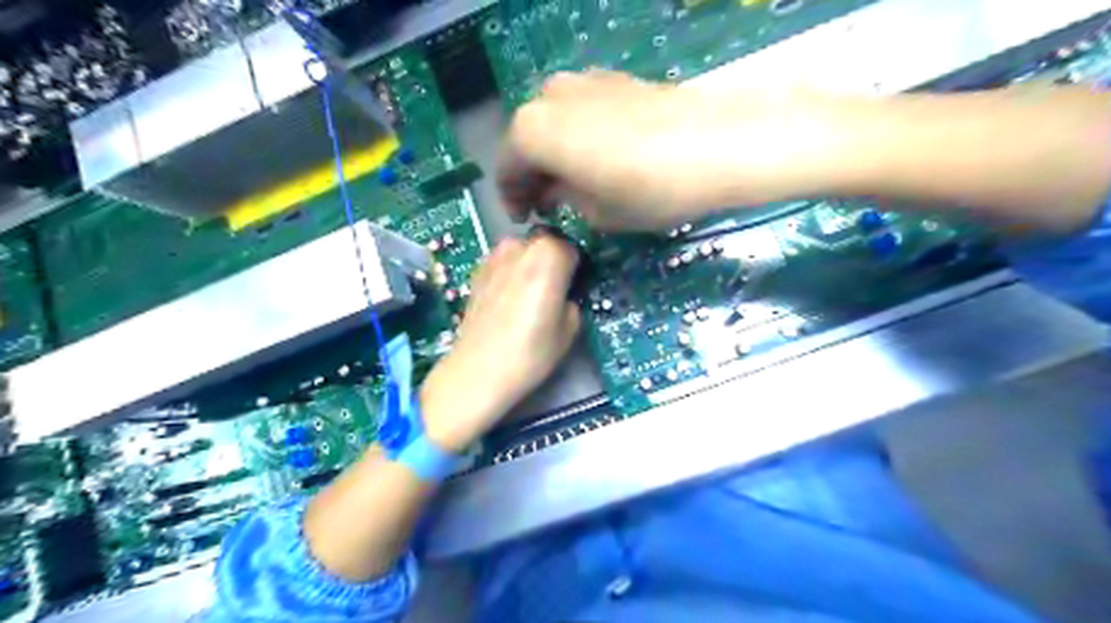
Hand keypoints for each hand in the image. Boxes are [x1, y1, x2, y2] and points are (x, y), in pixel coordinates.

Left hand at [420, 233, 580, 451]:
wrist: (477, 371)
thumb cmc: (531, 351)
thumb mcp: (570, 328)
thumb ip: (572, 300)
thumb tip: (564, 294)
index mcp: (549, 254)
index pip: (574, 249)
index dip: (576, 269)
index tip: (573, 288)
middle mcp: (521, 246)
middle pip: (546, 245)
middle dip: (552, 263)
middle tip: (552, 293)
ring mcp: (494, 256)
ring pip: (523, 252)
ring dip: (529, 266)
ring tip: (527, 298)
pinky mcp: (477, 271)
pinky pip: (503, 263)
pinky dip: (509, 273)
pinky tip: (506, 301)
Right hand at [500, 68, 836, 230]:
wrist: (718, 145)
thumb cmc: (648, 190)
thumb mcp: (596, 212)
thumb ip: (564, 198)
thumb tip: (555, 190)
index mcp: (533, 131)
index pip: (507, 168)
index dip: (514, 198)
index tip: (528, 218)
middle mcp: (549, 95)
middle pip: (528, 140)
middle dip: (534, 173)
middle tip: (549, 203)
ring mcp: (584, 80)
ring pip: (554, 122)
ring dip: (556, 153)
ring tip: (575, 182)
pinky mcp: (614, 78)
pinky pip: (581, 111)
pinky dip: (579, 136)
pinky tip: (599, 158)